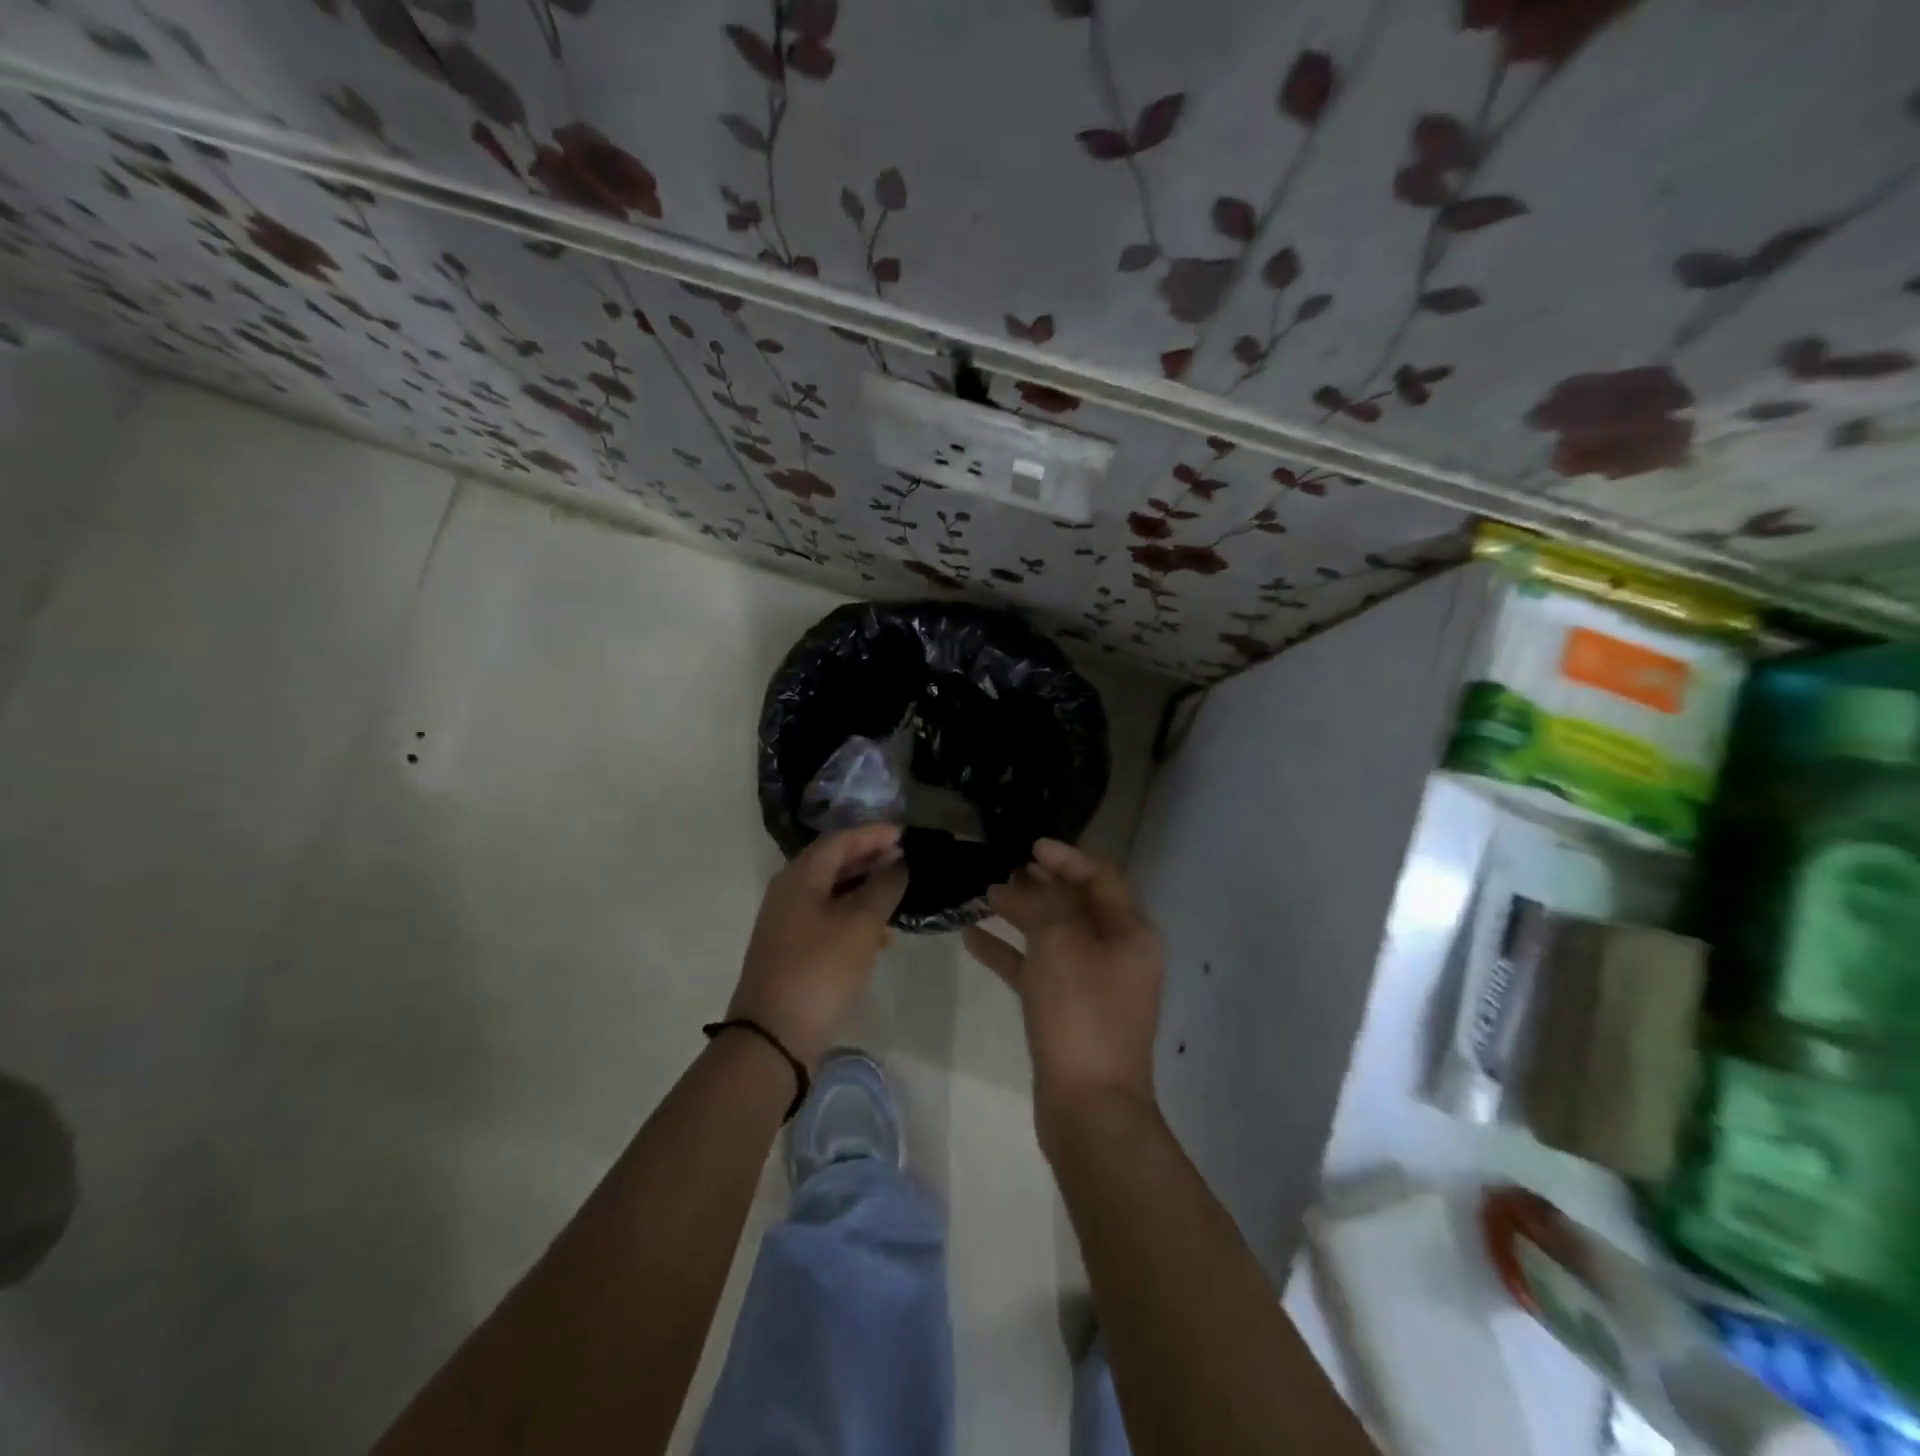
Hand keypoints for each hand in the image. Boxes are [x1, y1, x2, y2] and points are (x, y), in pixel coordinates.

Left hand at [730, 823, 908, 1068]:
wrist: (773, 1037)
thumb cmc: (820, 971)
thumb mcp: (860, 925)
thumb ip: (883, 887)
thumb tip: (898, 862)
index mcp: (800, 876)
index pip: (841, 839)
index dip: (875, 834)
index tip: (907, 835)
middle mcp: (788, 891)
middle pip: (833, 861)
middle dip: (870, 857)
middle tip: (906, 859)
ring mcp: (786, 921)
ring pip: (831, 890)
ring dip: (864, 886)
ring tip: (897, 892)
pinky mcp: (791, 947)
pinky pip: (827, 915)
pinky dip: (853, 913)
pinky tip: (878, 932)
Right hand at [963, 839, 1163, 1133]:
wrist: (1089, 1109)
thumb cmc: (1081, 1013)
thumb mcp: (1061, 943)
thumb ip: (1039, 903)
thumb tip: (1017, 882)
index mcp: (1131, 933)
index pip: (1102, 878)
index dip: (1067, 857)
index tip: (1030, 847)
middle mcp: (1118, 954)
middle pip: (1077, 905)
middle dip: (1041, 885)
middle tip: (1004, 868)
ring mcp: (1093, 986)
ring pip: (1054, 937)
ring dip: (1021, 915)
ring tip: (984, 895)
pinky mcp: (1068, 1013)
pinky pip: (1037, 970)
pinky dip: (1009, 953)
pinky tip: (972, 938)